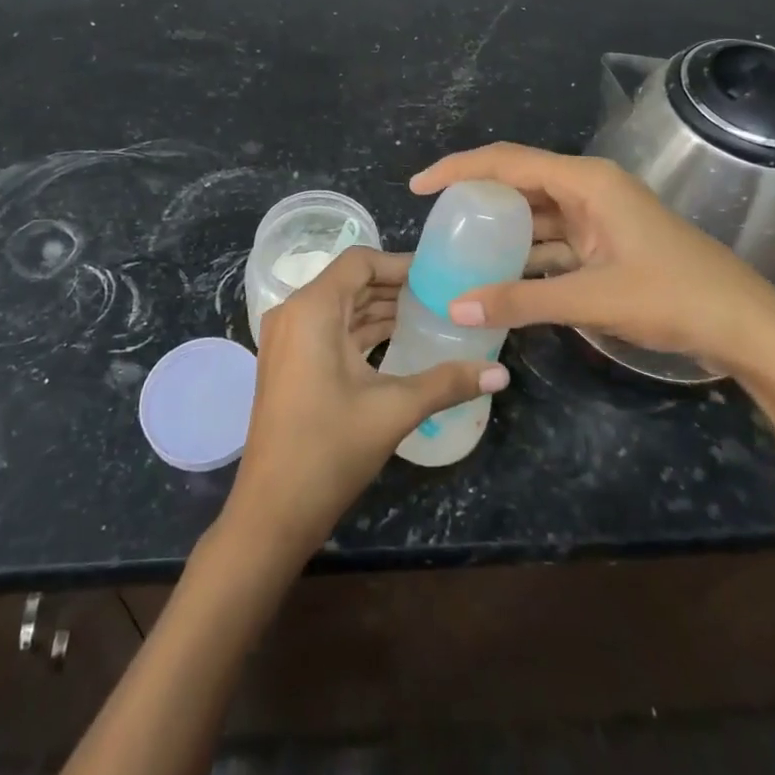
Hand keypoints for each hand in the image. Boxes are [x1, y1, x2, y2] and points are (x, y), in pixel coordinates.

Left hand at [221, 247, 508, 564]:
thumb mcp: (393, 410)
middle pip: (351, 282)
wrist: (272, 512)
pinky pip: (330, 330)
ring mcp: (288, 339)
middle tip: (442, 295)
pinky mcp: (290, 363)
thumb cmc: (329, 450)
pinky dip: (362, 331)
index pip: (360, 261)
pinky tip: (399, 341)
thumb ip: (448, 383)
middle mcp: (294, 313)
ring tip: (429, 315)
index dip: (400, 263)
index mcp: (312, 309)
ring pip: (341, 307)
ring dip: (380, 309)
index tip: (438, 275)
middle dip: (395, 287)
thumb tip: (502, 373)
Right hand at [410, 143, 774, 379]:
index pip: (507, 161)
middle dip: (476, 196)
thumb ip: (521, 301)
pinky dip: (526, 254)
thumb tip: (454, 305)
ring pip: (536, 213)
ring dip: (501, 228)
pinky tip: (500, 274)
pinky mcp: (608, 243)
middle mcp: (590, 189)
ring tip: (458, 246)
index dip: (459, 169)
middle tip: (435, 219)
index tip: (418, 187)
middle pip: (519, 181)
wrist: (748, 327)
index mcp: (586, 181)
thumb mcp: (592, 298)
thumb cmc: (674, 297)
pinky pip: (554, 240)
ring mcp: (601, 216)